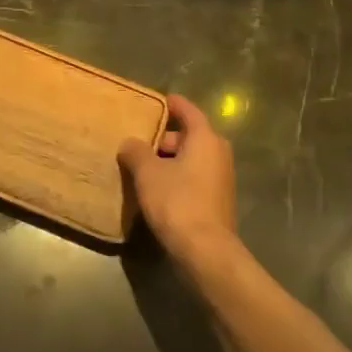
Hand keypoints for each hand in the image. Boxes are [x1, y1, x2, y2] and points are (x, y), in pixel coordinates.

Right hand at [118, 94, 238, 267]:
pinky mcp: (218, 201)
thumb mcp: (148, 173)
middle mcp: (219, 153)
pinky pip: (195, 178)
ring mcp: (222, 178)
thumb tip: (130, 143)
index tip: (158, 100)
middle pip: (189, 136)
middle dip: (164, 139)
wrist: (205, 251)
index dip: (172, 104)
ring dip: (170, 161)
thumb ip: (136, 152)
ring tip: (143, 168)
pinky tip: (158, 190)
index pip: (188, 111)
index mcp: (205, 138)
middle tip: (139, 142)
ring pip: (191, 159)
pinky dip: (178, 177)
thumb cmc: (177, 202)